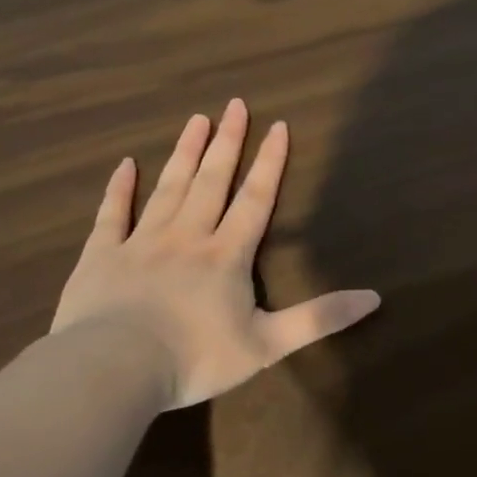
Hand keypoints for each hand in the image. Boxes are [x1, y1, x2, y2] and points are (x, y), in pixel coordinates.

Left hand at [51, 99, 380, 408]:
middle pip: (211, 181)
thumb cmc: (194, 358)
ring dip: (184, 153)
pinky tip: (124, 165)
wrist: (112, 371)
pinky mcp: (101, 257)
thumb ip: (319, 318)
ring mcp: (141, 243)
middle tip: (235, 104)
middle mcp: (187, 237)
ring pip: (168, 188)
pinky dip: (118, 189)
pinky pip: (111, 215)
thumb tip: (374, 297)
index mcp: (226, 255)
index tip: (278, 126)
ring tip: (196, 120)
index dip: (269, 163)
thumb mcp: (267, 345)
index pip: (255, 199)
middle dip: (227, 142)